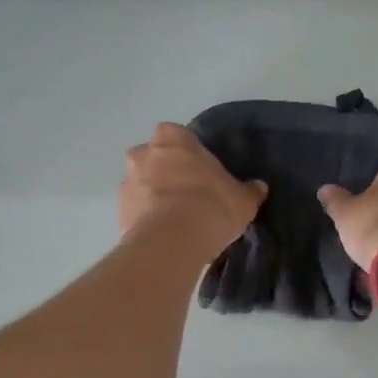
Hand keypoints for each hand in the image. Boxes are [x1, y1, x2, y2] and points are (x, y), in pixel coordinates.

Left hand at [119, 123, 266, 255]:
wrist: (173, 241)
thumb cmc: (211, 205)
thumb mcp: (242, 199)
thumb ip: (249, 190)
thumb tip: (258, 187)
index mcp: (172, 138)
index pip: (178, 135)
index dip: (189, 153)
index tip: (201, 171)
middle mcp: (142, 154)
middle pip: (153, 158)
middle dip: (165, 172)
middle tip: (187, 194)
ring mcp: (126, 183)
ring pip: (141, 186)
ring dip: (153, 197)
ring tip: (175, 221)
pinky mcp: (119, 214)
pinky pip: (135, 213)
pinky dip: (145, 221)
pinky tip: (164, 237)